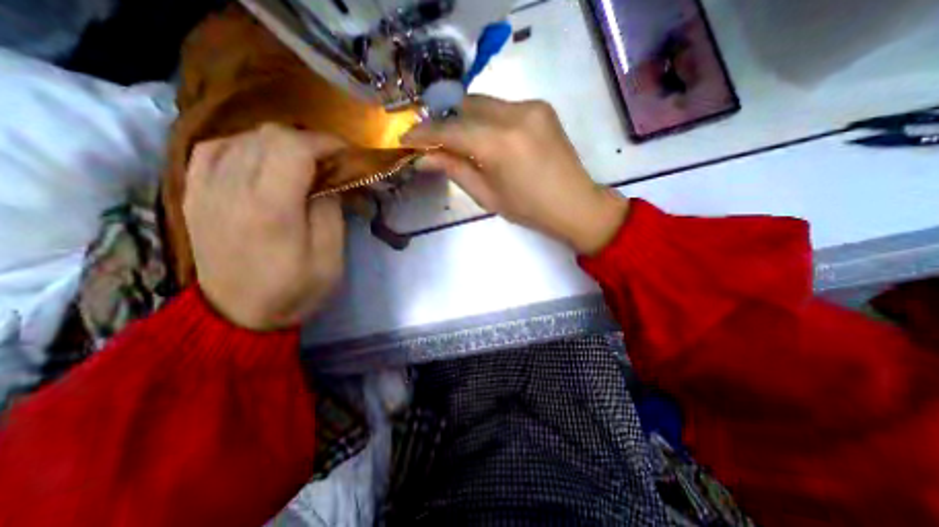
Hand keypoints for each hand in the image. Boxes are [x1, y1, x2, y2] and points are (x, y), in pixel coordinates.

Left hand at [184, 124, 342, 328]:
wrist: (239, 316)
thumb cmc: (295, 290)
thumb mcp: (330, 258)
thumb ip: (331, 211)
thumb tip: (330, 179)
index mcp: (271, 209)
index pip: (293, 148)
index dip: (325, 142)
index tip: (346, 154)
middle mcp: (231, 189)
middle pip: (268, 135)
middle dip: (308, 140)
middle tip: (330, 161)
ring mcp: (205, 189)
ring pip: (242, 137)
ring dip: (280, 143)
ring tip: (301, 162)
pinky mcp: (194, 194)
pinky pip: (213, 149)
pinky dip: (245, 146)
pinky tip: (262, 161)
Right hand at [401, 95, 626, 255]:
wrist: (574, 204)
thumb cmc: (528, 209)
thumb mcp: (487, 195)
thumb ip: (455, 170)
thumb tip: (423, 158)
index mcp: (499, 144)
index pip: (450, 130)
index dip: (424, 134)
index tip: (406, 139)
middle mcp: (515, 115)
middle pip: (465, 106)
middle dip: (445, 122)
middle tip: (433, 141)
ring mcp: (531, 106)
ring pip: (483, 103)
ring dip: (465, 119)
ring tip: (458, 141)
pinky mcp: (541, 106)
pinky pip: (502, 107)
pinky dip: (487, 119)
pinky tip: (487, 138)